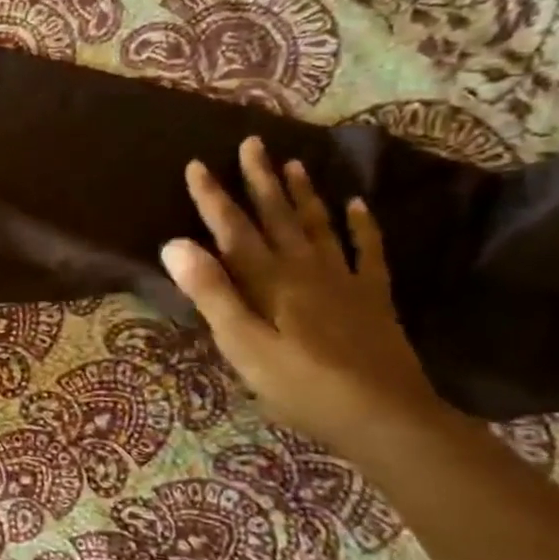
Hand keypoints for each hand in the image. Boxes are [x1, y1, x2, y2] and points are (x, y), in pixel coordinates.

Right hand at [160, 137, 447, 455]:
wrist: (384, 417)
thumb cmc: (299, 386)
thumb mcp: (241, 344)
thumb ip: (210, 293)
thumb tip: (175, 244)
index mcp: (269, 282)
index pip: (233, 230)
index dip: (213, 198)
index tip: (196, 164)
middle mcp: (305, 270)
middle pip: (277, 217)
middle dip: (259, 180)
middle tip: (252, 142)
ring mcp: (344, 281)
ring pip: (319, 226)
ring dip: (303, 194)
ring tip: (293, 163)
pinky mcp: (372, 299)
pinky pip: (368, 252)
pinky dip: (362, 226)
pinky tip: (357, 205)